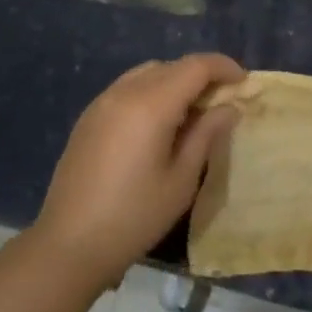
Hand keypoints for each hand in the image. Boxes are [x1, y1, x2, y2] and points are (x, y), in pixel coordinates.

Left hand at [33, 53, 244, 285]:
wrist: (67, 246)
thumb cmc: (134, 217)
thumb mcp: (181, 180)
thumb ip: (207, 135)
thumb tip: (229, 107)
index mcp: (151, 104)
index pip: (196, 66)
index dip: (224, 67)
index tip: (243, 82)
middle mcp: (125, 92)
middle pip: (172, 66)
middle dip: (201, 75)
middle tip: (222, 101)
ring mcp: (102, 101)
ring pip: (148, 72)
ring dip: (175, 81)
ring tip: (191, 111)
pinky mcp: (89, 116)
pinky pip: (128, 87)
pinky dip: (151, 91)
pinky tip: (158, 123)